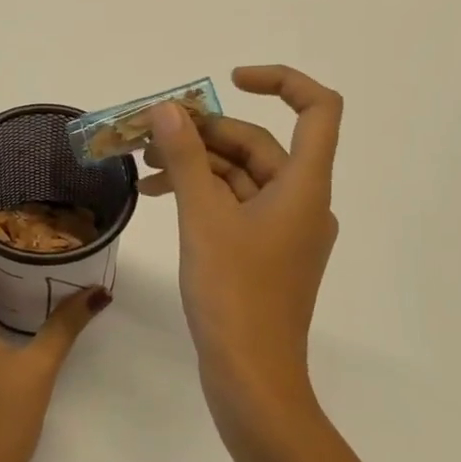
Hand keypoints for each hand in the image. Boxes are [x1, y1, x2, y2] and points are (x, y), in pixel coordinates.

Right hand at [141, 66, 342, 437]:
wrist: (251, 380)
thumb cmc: (234, 295)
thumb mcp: (203, 218)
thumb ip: (186, 157)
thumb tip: (168, 109)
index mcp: (305, 186)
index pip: (318, 110)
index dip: (280, 82)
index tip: (229, 81)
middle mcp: (303, 201)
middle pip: (260, 144)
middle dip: (205, 132)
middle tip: (149, 132)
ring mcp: (285, 230)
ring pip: (242, 176)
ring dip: (196, 163)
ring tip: (143, 164)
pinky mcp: (266, 253)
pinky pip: (236, 206)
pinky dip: (202, 193)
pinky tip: (160, 195)